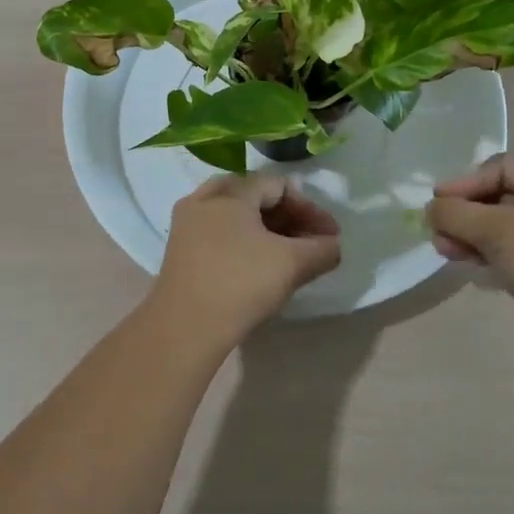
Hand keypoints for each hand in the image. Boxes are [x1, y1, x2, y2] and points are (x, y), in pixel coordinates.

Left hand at [149, 174, 342, 346]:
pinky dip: (244, 242)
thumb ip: (322, 249)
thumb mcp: (292, 264)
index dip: (310, 209)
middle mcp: (203, 199)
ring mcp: (186, 224)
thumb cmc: (240, 284)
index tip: (330, 236)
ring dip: (268, 231)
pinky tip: (260, 266)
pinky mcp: (180, 250)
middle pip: (256, 196)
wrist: (185, 328)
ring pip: (236, 216)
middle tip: (312, 243)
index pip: (278, 186)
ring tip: (290, 256)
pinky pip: (219, 233)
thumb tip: (333, 245)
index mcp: (230, 192)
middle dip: (289, 219)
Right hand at [426, 151, 513, 316]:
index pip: (499, 168)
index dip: (465, 182)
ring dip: (467, 233)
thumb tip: (430, 209)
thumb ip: (455, 213)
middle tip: (436, 229)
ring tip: (443, 250)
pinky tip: (463, 262)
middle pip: (496, 195)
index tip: (436, 202)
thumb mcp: (493, 228)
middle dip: (462, 212)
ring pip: (498, 224)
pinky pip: (506, 248)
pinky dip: (483, 251)